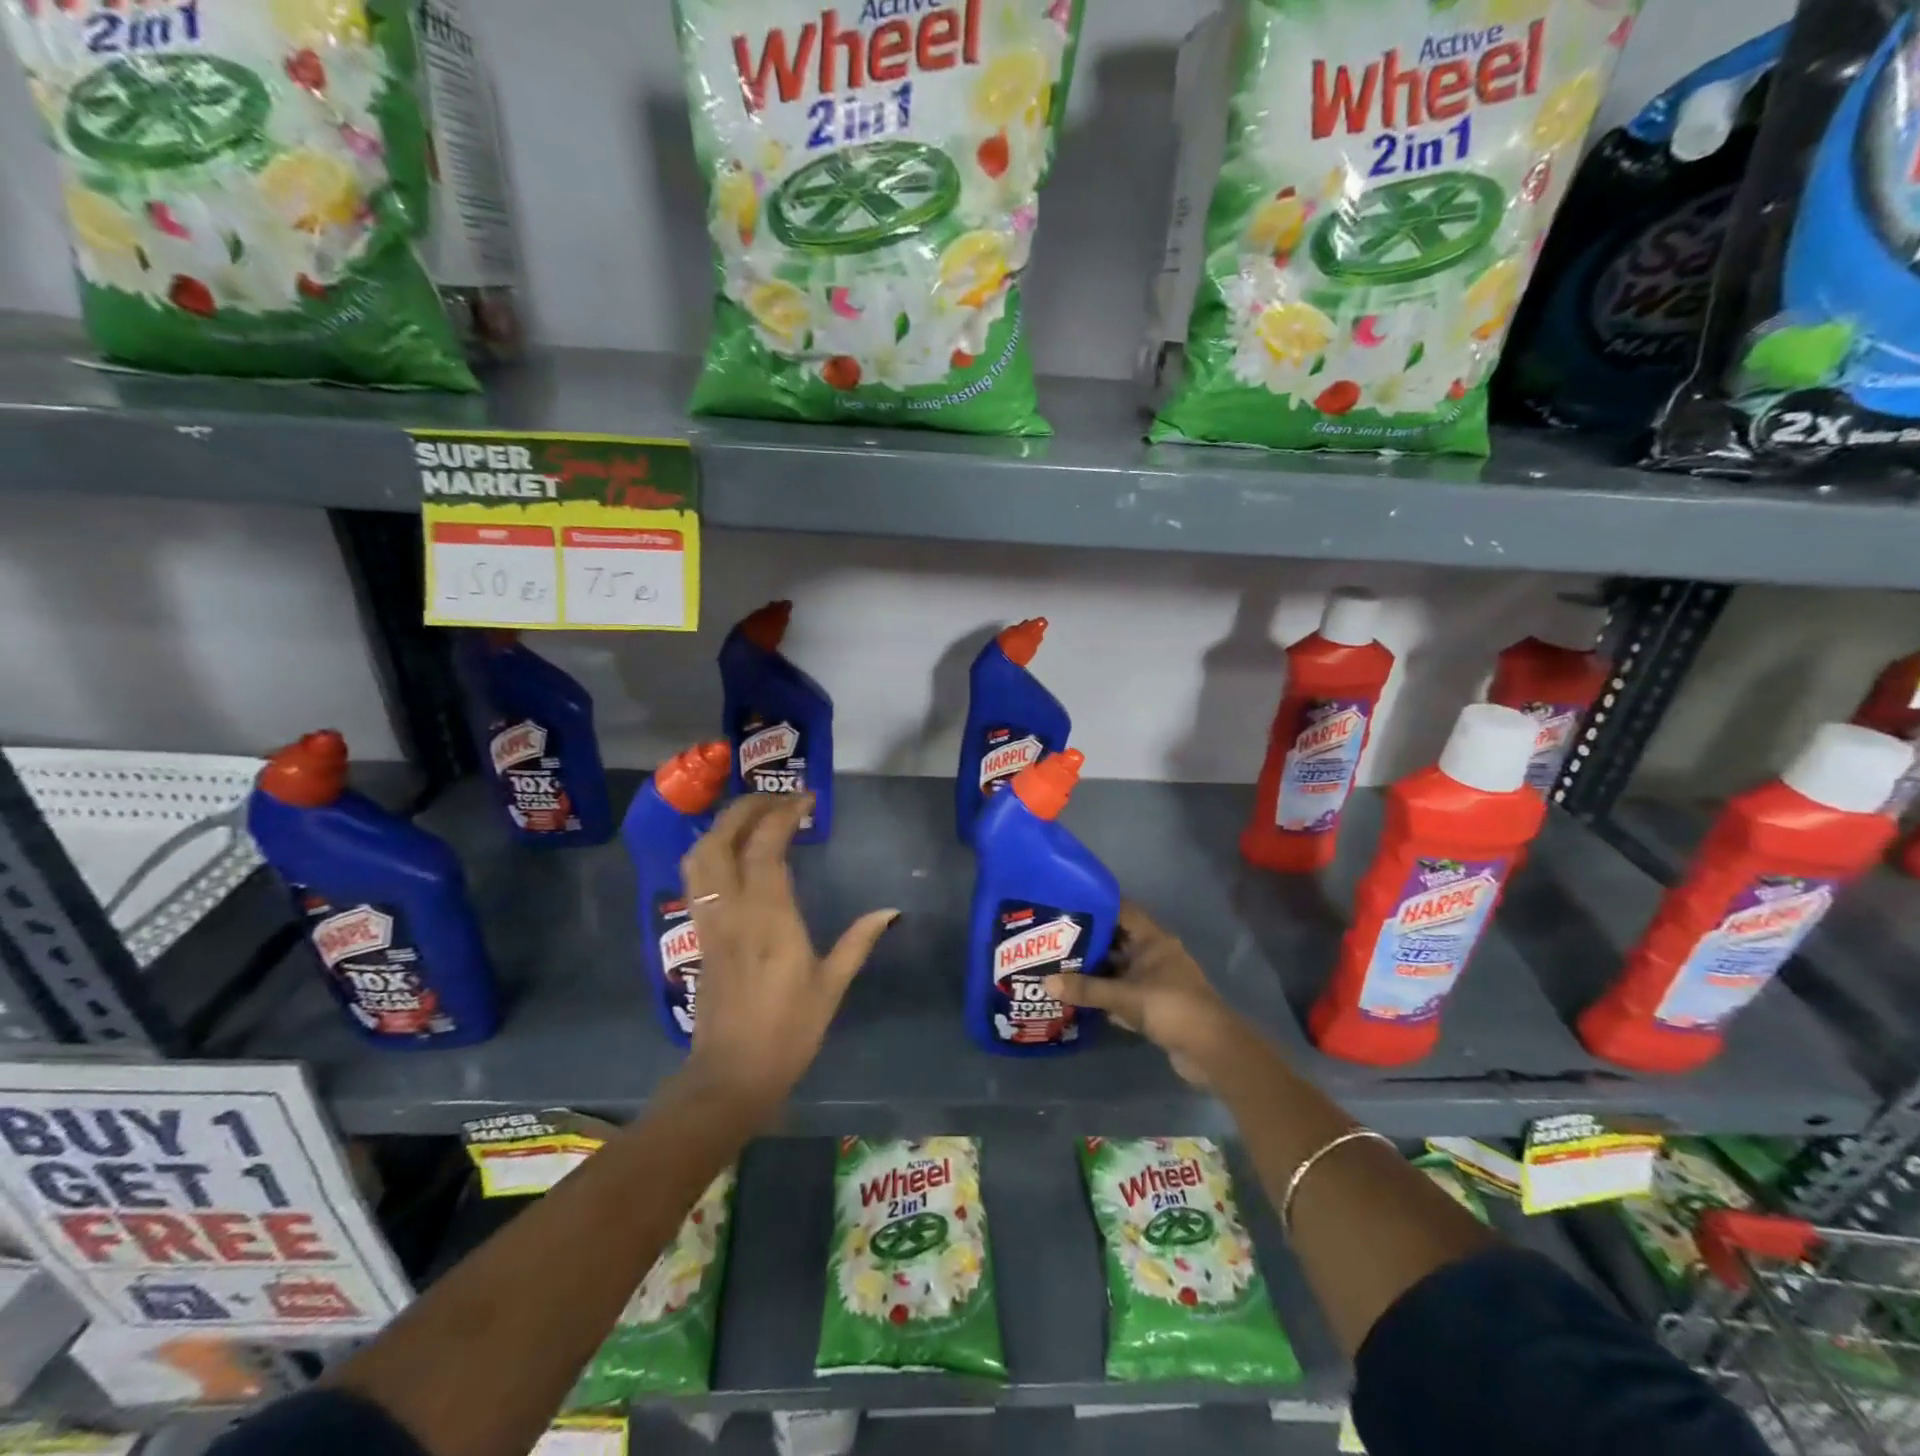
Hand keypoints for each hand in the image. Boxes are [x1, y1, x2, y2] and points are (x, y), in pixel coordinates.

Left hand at [678, 793, 897, 1115]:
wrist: (732, 1074)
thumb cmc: (789, 1030)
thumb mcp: (831, 985)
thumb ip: (859, 941)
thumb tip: (891, 911)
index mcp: (769, 918)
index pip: (766, 847)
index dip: (783, 815)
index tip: (806, 801)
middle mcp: (732, 911)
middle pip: (722, 840)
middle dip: (746, 808)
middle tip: (777, 798)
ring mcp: (710, 922)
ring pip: (699, 857)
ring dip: (722, 826)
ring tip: (752, 817)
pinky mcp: (700, 935)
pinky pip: (696, 880)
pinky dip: (711, 852)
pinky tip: (733, 854)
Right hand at [1044, 902, 1244, 1086]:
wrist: (1211, 1051)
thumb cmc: (1171, 1008)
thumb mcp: (1124, 997)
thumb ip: (1086, 989)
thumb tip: (1045, 982)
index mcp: (1153, 940)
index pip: (1122, 911)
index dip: (1096, 905)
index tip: (1066, 904)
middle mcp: (1155, 954)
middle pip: (1117, 940)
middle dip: (1088, 940)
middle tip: (1053, 938)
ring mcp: (1156, 980)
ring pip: (1119, 967)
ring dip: (1095, 969)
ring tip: (1059, 965)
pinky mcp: (1155, 1004)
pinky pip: (1124, 991)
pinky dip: (1105, 993)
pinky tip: (1079, 996)